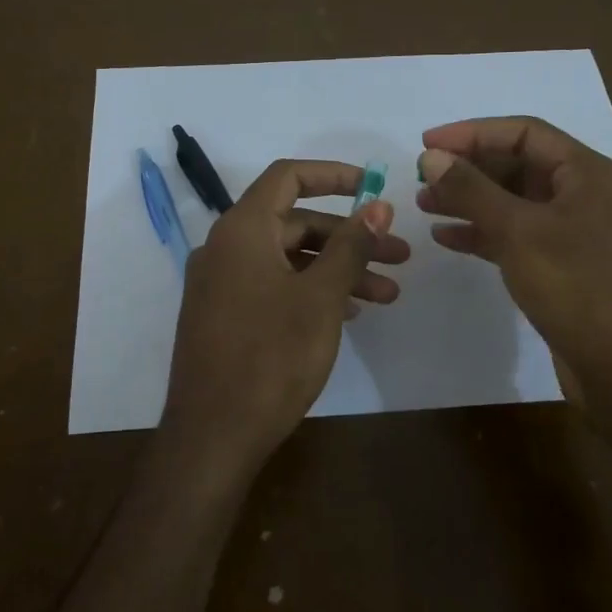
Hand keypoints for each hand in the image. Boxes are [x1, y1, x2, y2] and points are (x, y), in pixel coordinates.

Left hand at [161, 160, 409, 484]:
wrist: (212, 436)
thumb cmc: (271, 358)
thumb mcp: (321, 298)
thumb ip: (350, 246)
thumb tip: (377, 205)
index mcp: (241, 230)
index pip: (288, 177)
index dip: (333, 175)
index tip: (374, 188)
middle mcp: (225, 248)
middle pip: (294, 223)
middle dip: (350, 238)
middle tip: (399, 257)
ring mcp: (221, 284)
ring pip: (288, 260)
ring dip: (337, 270)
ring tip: (388, 295)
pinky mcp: (223, 316)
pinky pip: (272, 286)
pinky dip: (310, 291)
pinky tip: (349, 314)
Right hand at [417, 116, 611, 405]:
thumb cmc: (577, 288)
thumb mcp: (519, 231)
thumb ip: (472, 190)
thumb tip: (431, 157)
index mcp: (588, 174)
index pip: (525, 133)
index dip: (473, 133)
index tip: (426, 143)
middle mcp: (586, 195)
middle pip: (519, 166)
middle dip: (469, 169)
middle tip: (421, 177)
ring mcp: (576, 232)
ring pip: (515, 202)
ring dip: (470, 200)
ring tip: (425, 205)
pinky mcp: (564, 266)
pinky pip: (517, 235)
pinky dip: (483, 233)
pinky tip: (447, 238)